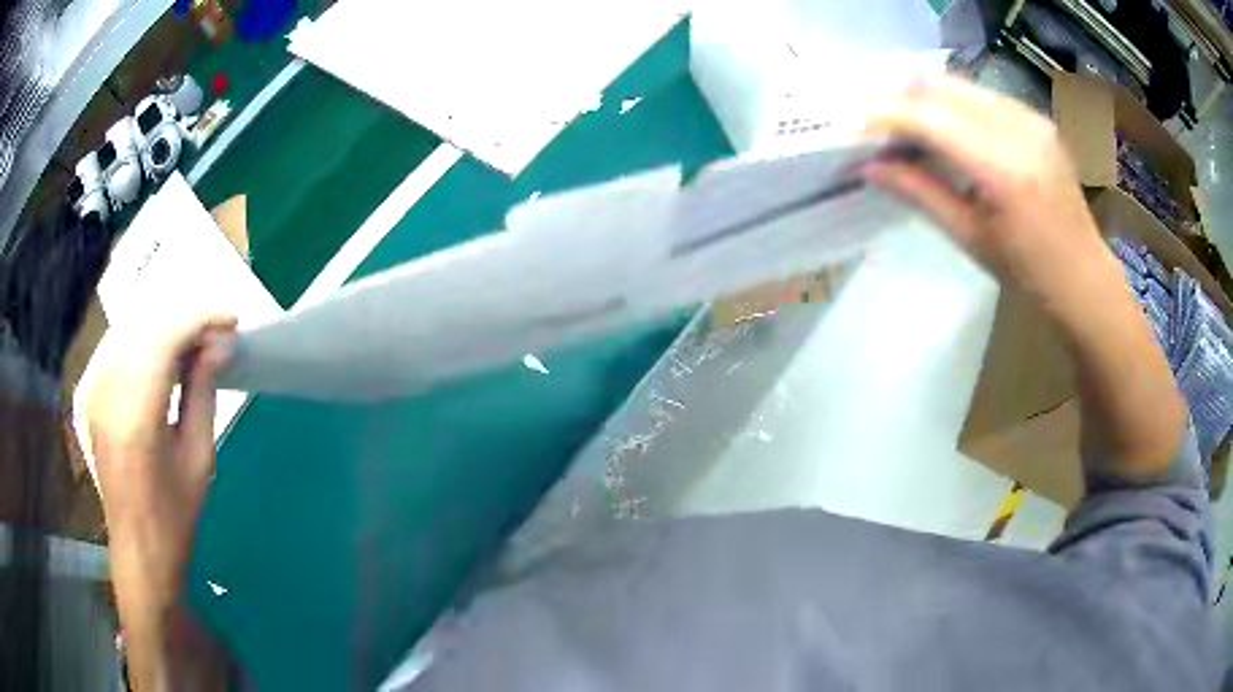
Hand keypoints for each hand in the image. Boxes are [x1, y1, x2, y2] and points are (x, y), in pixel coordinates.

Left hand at [88, 314, 236, 689]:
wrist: (138, 551)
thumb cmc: (175, 517)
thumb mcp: (198, 458)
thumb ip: (203, 393)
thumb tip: (218, 346)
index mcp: (135, 417)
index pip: (164, 339)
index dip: (199, 321)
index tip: (230, 322)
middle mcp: (108, 394)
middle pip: (146, 328)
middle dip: (185, 322)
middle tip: (216, 337)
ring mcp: (95, 393)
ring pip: (131, 333)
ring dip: (165, 331)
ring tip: (195, 347)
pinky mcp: (92, 397)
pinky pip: (119, 351)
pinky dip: (145, 345)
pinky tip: (164, 361)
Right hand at [864, 75, 1184, 482]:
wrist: (1085, 277)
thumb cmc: (1029, 274)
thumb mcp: (971, 238)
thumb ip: (920, 193)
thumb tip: (868, 166)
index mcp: (1002, 169)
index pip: (928, 119)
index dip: (886, 115)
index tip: (854, 125)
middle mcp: (1017, 129)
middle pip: (941, 88)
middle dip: (901, 97)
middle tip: (875, 121)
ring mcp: (1030, 118)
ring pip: (960, 86)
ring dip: (926, 97)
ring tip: (906, 124)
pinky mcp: (1036, 118)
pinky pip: (982, 96)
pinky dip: (954, 104)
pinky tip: (947, 128)